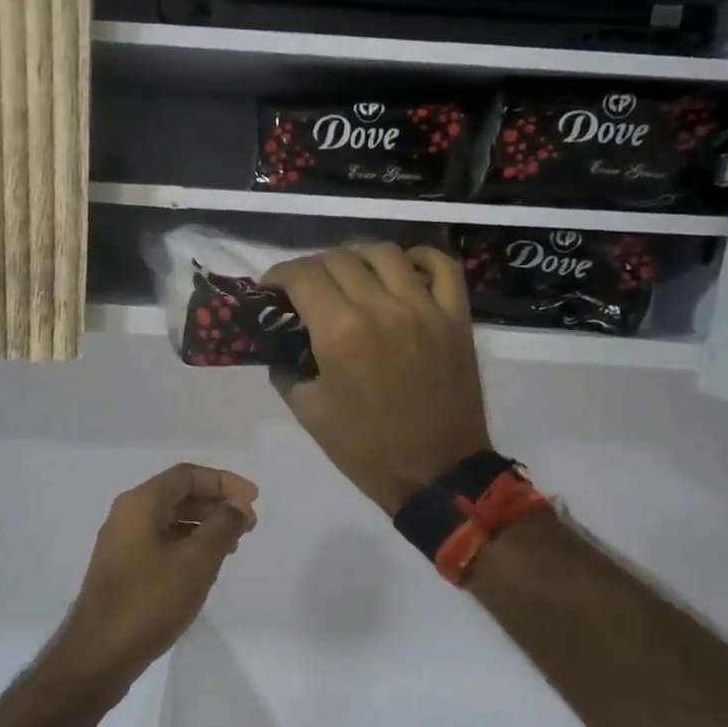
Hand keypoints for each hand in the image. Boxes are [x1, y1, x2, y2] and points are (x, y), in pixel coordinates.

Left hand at [54, 464, 257, 686]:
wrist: (99, 654)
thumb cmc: (150, 601)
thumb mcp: (196, 561)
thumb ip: (222, 525)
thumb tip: (238, 504)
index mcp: (141, 503)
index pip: (187, 475)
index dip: (224, 482)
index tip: (254, 500)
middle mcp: (127, 514)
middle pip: (178, 494)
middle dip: (216, 504)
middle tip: (248, 526)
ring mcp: (122, 541)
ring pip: (170, 519)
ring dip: (204, 526)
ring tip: (232, 547)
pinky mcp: (122, 566)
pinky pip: (160, 541)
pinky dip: (187, 544)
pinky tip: (205, 566)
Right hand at [264, 244, 492, 514]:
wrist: (435, 473)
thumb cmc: (365, 449)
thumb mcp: (309, 414)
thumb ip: (287, 371)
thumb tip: (282, 348)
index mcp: (339, 332)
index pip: (302, 276)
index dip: (278, 276)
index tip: (272, 289)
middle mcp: (381, 307)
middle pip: (338, 258)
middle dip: (312, 268)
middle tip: (306, 290)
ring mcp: (424, 308)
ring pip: (384, 253)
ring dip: (357, 258)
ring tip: (350, 277)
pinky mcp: (455, 317)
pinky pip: (441, 266)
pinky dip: (418, 258)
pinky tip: (402, 272)